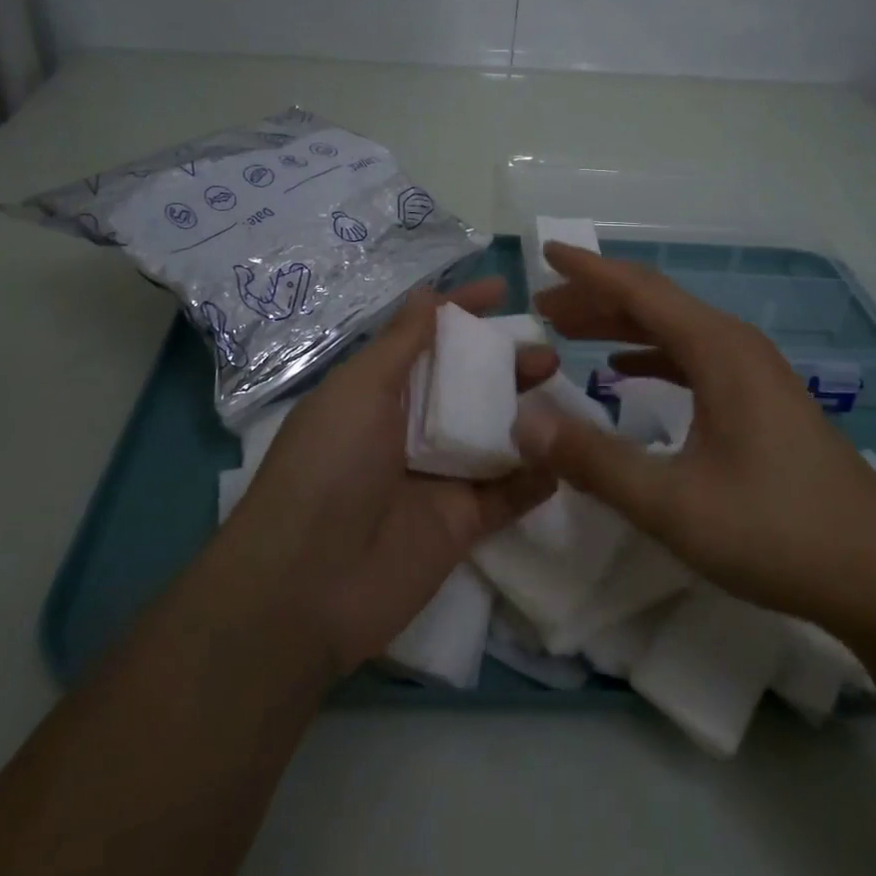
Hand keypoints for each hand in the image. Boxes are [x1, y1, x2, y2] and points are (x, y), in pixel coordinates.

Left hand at [224, 278, 556, 674]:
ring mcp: (438, 476)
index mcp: (380, 390)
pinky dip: (536, 476)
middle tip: (547, 353)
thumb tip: (428, 293)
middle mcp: (410, 428)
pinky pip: (507, 494)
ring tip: (563, 393)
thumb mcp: (359, 390)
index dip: (462, 311)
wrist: (308, 585)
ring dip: (527, 414)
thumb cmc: (330, 467)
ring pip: (493, 434)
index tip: (504, 290)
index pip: (427, 338)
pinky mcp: (461, 523)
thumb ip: (400, 343)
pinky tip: (567, 456)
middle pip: (467, 385)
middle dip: (505, 363)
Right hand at [515, 242, 875, 630]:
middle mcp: (736, 347)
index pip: (639, 290)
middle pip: (654, 303)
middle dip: (594, 298)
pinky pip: (692, 358)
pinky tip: (624, 371)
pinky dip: (650, 355)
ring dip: (619, 326)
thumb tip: (523, 421)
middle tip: (542, 306)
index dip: (587, 270)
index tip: (544, 251)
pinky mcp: (761, 401)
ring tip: (569, 332)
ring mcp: (753, 373)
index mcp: (718, 351)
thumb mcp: (672, 503)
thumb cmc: (778, 532)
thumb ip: (593, 460)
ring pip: (673, 330)